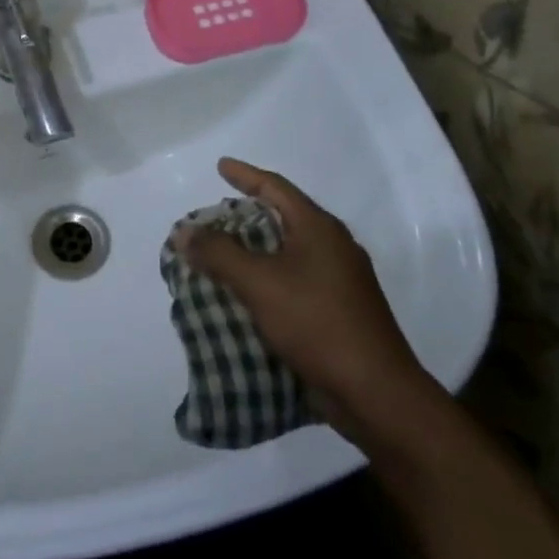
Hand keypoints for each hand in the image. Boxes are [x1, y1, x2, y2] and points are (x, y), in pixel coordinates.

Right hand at [175, 157, 441, 448]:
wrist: (374, 392)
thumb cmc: (317, 323)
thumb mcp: (259, 283)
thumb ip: (218, 253)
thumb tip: (184, 231)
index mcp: (319, 229)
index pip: (276, 187)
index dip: (245, 175)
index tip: (220, 166)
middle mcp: (332, 247)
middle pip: (281, 218)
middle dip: (244, 216)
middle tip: (211, 218)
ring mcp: (338, 280)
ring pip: (285, 252)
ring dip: (252, 251)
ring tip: (219, 255)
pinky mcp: (336, 310)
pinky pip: (291, 280)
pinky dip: (264, 278)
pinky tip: (243, 293)